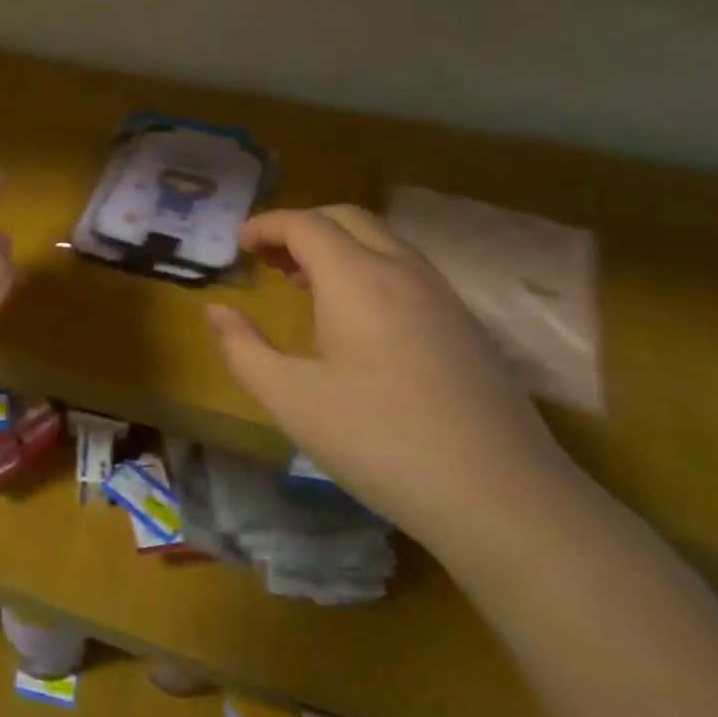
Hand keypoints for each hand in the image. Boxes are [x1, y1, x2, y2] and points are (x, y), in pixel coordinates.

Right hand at [206, 206, 582, 550]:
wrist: (502, 497)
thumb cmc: (379, 440)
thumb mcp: (290, 399)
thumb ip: (243, 348)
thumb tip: (215, 311)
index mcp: (356, 278)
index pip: (305, 224)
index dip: (266, 225)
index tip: (238, 245)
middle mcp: (403, 271)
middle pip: (347, 218)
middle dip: (301, 227)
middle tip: (269, 259)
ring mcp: (443, 297)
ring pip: (383, 242)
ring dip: (338, 247)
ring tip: (306, 285)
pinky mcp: (468, 327)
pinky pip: (408, 271)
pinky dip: (370, 269)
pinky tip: (359, 321)